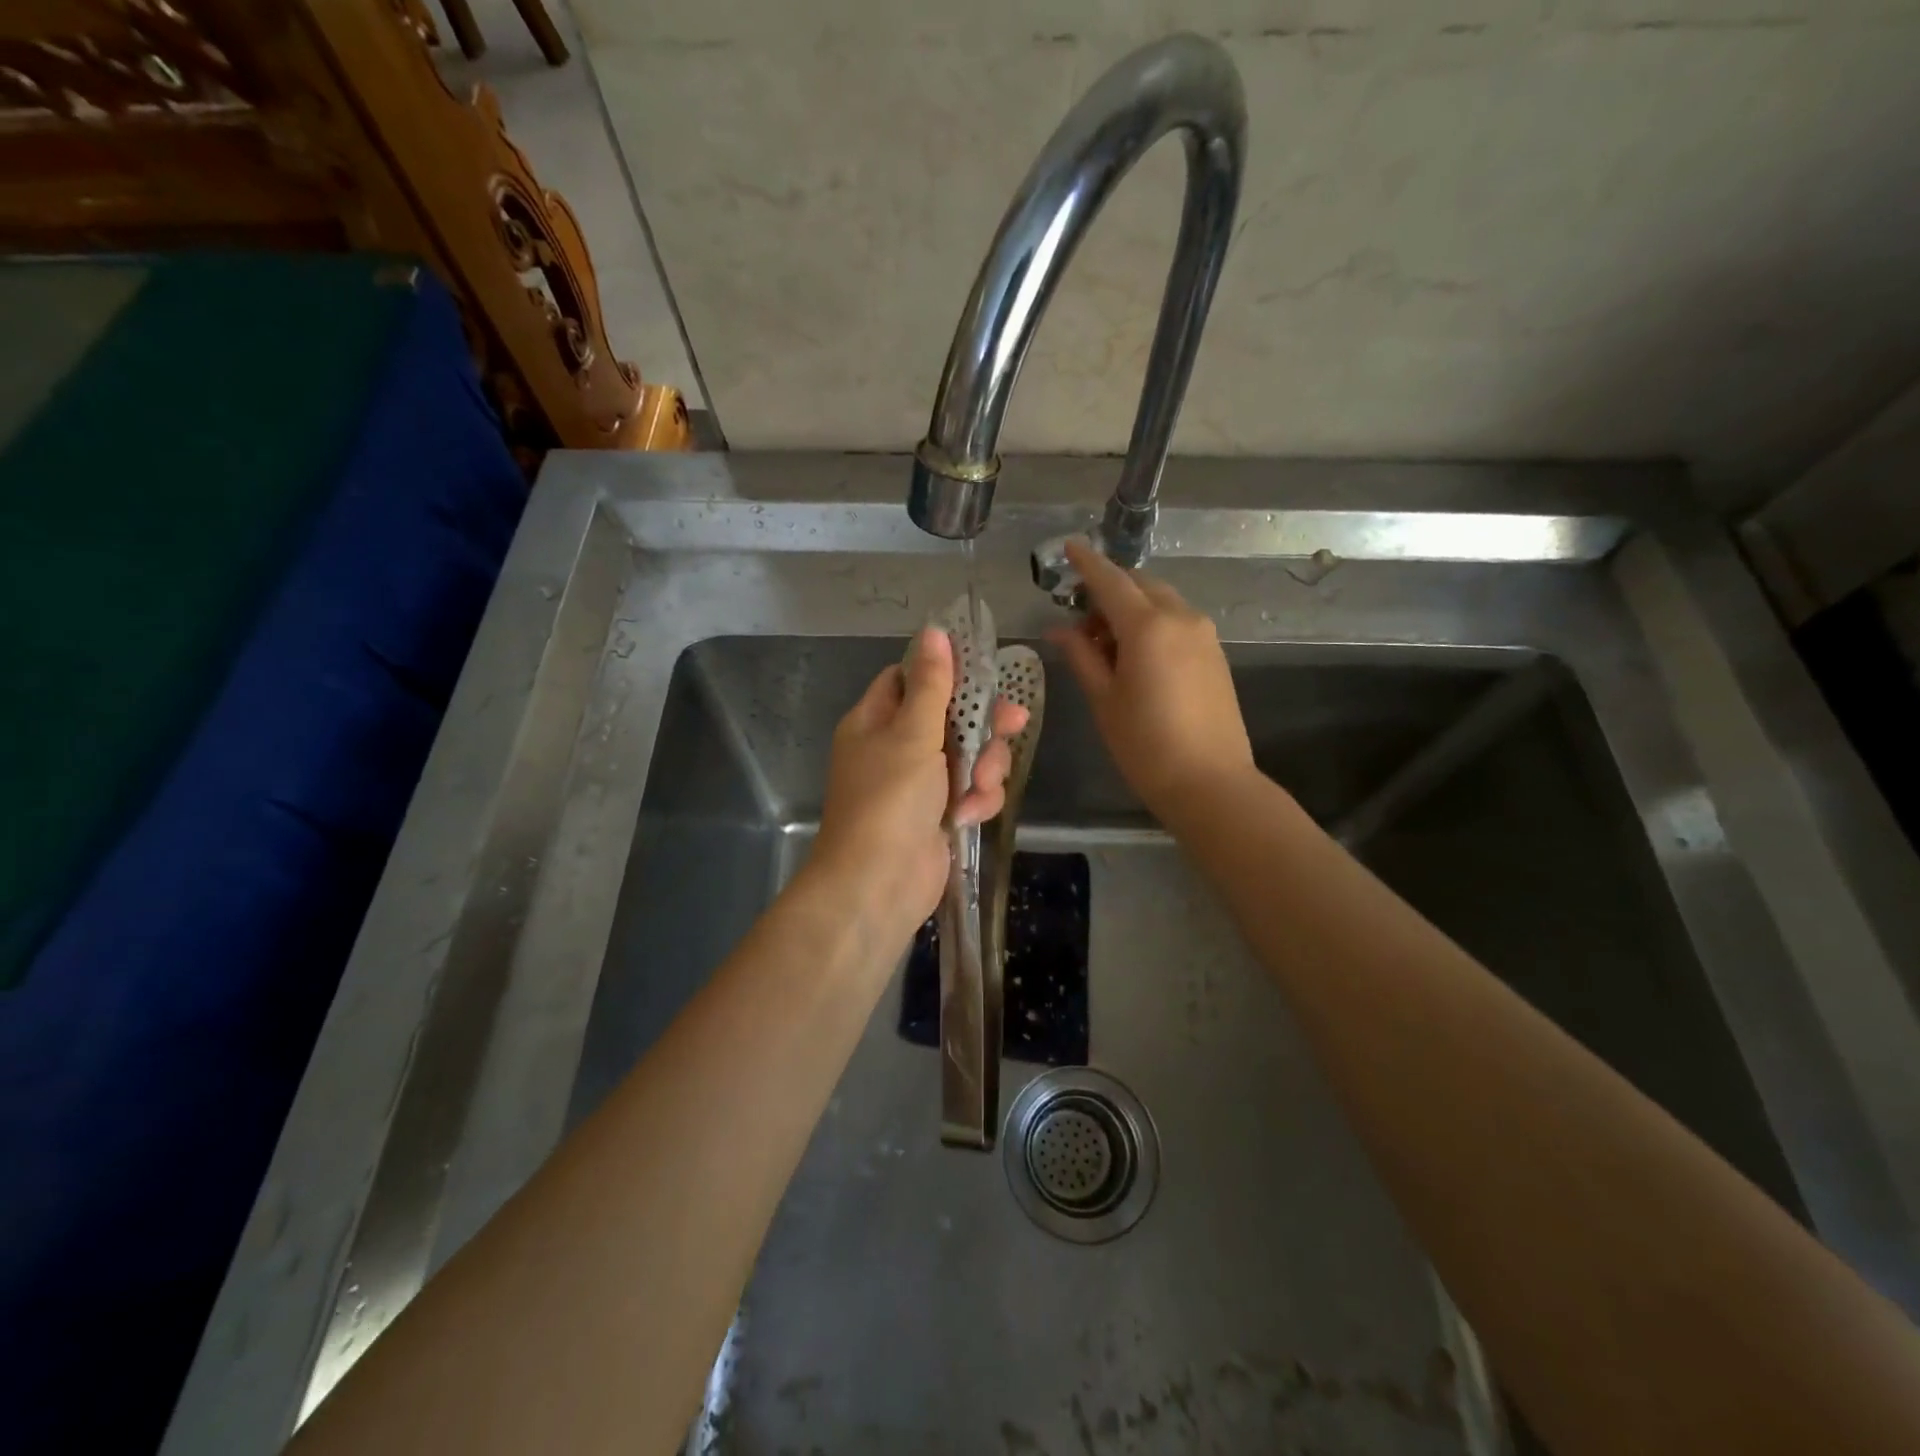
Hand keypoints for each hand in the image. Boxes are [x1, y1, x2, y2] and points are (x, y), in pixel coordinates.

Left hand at [809, 627, 1028, 941]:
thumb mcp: (912, 734)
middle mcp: (895, 748)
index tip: (983, 669)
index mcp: (875, 721)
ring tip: (980, 788)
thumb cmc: (889, 799)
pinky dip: (977, 801)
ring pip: (969, 756)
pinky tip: (972, 814)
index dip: (945, 672)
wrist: (878, 884)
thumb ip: (930, 685)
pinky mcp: (940, 815)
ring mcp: (919, 784)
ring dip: (984, 768)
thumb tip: (934, 631)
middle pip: (950, 717)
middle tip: (1013, 722)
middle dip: (982, 724)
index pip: (908, 679)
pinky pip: (971, 792)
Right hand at [1048, 537, 1253, 821]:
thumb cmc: (1145, 745)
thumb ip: (1081, 656)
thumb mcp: (1104, 700)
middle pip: (1139, 585)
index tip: (1069, 546)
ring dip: (1132, 608)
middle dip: (1109, 589)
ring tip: (1105, 643)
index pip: (1111, 580)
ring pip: (1161, 602)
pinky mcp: (1215, 653)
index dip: (1087, 563)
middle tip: (1080, 617)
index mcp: (1147, 626)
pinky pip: (1178, 621)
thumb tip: (1059, 629)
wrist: (1211, 782)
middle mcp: (1180, 618)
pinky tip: (1136, 654)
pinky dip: (1153, 623)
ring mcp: (1203, 634)